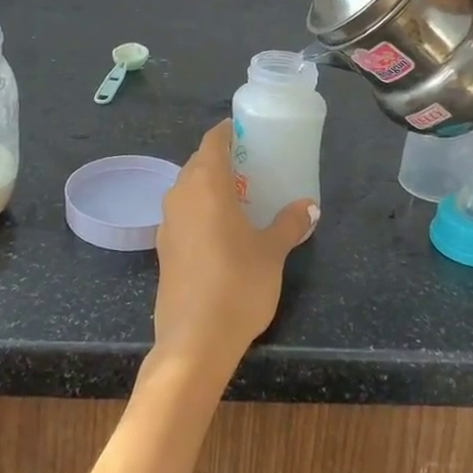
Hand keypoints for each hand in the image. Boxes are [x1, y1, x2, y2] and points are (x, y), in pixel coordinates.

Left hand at [153, 121, 316, 372]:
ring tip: (241, 198)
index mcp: (205, 184)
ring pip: (188, 188)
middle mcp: (180, 194)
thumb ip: (289, 224)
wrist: (194, 340)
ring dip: (210, 185)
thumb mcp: (272, 252)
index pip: (212, 141)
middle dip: (222, 159)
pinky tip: (222, 230)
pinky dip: (200, 210)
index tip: (249, 133)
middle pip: (198, 162)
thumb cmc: (238, 284)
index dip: (229, 132)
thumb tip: (309, 206)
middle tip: (253, 167)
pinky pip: (183, 213)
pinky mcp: (163, 248)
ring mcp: (167, 222)